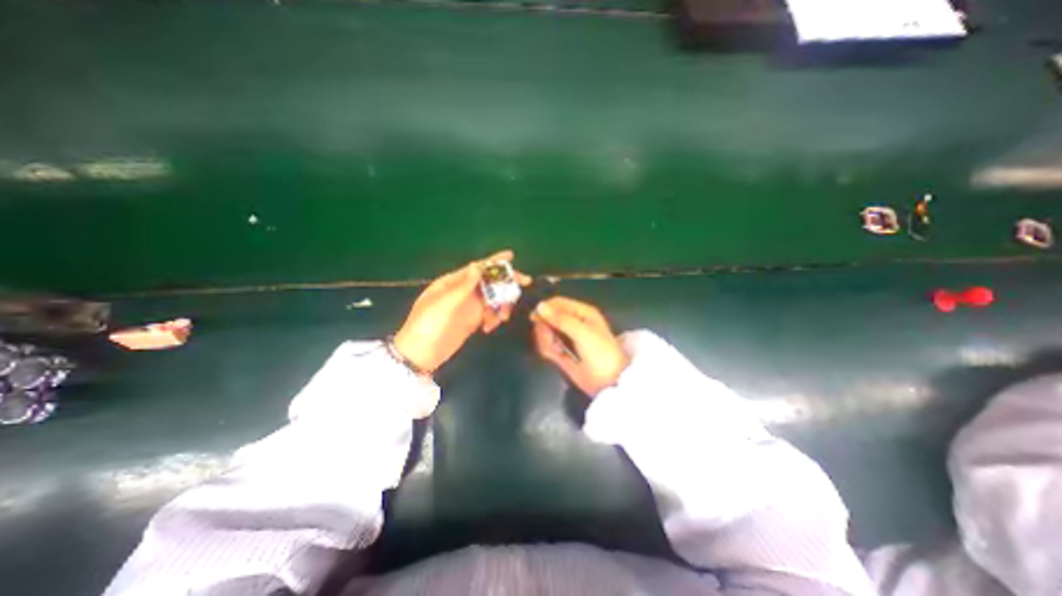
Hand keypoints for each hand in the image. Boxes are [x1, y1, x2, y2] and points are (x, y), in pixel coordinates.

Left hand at [392, 249, 528, 371]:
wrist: (420, 354)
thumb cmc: (428, 325)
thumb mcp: (444, 303)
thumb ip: (463, 286)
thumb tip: (478, 266)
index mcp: (453, 283)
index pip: (477, 268)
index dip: (494, 262)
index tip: (511, 256)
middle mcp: (462, 292)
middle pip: (489, 282)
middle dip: (505, 282)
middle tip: (524, 283)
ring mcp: (468, 307)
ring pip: (492, 298)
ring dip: (502, 304)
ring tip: (502, 317)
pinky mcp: (472, 321)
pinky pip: (489, 314)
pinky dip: (493, 318)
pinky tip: (488, 327)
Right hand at [532, 295, 627, 396]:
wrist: (608, 381)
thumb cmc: (600, 351)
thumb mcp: (582, 332)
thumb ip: (560, 319)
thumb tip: (540, 306)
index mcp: (582, 312)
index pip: (558, 303)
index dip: (546, 308)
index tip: (535, 318)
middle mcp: (573, 322)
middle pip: (548, 317)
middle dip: (545, 328)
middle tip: (549, 338)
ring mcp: (566, 337)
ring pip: (545, 332)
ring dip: (546, 340)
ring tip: (556, 350)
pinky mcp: (561, 351)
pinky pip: (547, 345)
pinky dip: (548, 350)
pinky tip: (556, 356)